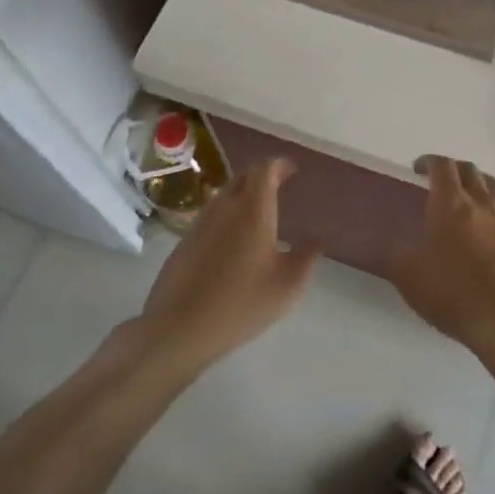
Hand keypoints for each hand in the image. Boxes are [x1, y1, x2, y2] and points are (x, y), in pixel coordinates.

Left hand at [135, 158, 316, 368]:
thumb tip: (315, 241)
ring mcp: (201, 223)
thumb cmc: (240, 304)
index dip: (280, 164)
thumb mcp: (287, 286)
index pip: (265, 169)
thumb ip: (305, 259)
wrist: (179, 328)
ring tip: (258, 214)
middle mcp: (225, 207)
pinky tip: (234, 241)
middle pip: (243, 177)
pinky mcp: (185, 242)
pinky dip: (227, 215)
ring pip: (225, 195)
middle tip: (279, 187)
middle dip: (262, 176)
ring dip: (243, 195)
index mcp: (253, 210)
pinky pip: (212, 215)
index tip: (292, 171)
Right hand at [390, 156, 494, 357]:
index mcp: (450, 204)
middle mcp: (482, 201)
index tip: (419, 168)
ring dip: (480, 184)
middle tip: (443, 181)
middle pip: (470, 170)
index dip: (429, 162)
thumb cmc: (454, 294)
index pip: (441, 166)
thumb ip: (400, 254)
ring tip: (472, 196)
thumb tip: (400, 245)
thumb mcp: (410, 278)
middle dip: (454, 170)